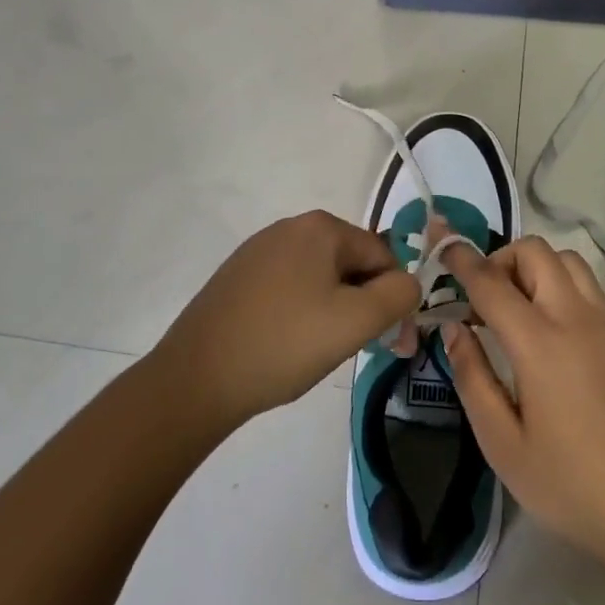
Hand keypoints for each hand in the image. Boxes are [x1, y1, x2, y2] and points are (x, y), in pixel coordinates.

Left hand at [153, 211, 418, 431]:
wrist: (196, 377)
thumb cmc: (285, 344)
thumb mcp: (356, 321)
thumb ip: (398, 295)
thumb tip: (408, 283)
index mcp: (320, 227)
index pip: (382, 255)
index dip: (393, 298)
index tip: (390, 341)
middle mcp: (289, 227)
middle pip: (350, 263)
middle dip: (362, 304)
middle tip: (356, 349)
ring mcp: (258, 250)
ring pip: (320, 277)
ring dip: (333, 310)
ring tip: (318, 350)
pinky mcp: (238, 276)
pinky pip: (289, 287)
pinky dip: (301, 312)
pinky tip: (288, 344)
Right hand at [439, 237, 604, 567]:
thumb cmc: (568, 484)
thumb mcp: (501, 442)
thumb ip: (472, 376)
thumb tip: (453, 328)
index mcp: (539, 342)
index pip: (490, 281)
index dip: (461, 259)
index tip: (442, 245)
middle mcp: (575, 317)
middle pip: (534, 251)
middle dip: (501, 259)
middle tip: (483, 299)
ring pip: (567, 260)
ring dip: (534, 267)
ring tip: (517, 309)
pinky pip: (588, 285)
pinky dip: (561, 284)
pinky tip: (551, 329)